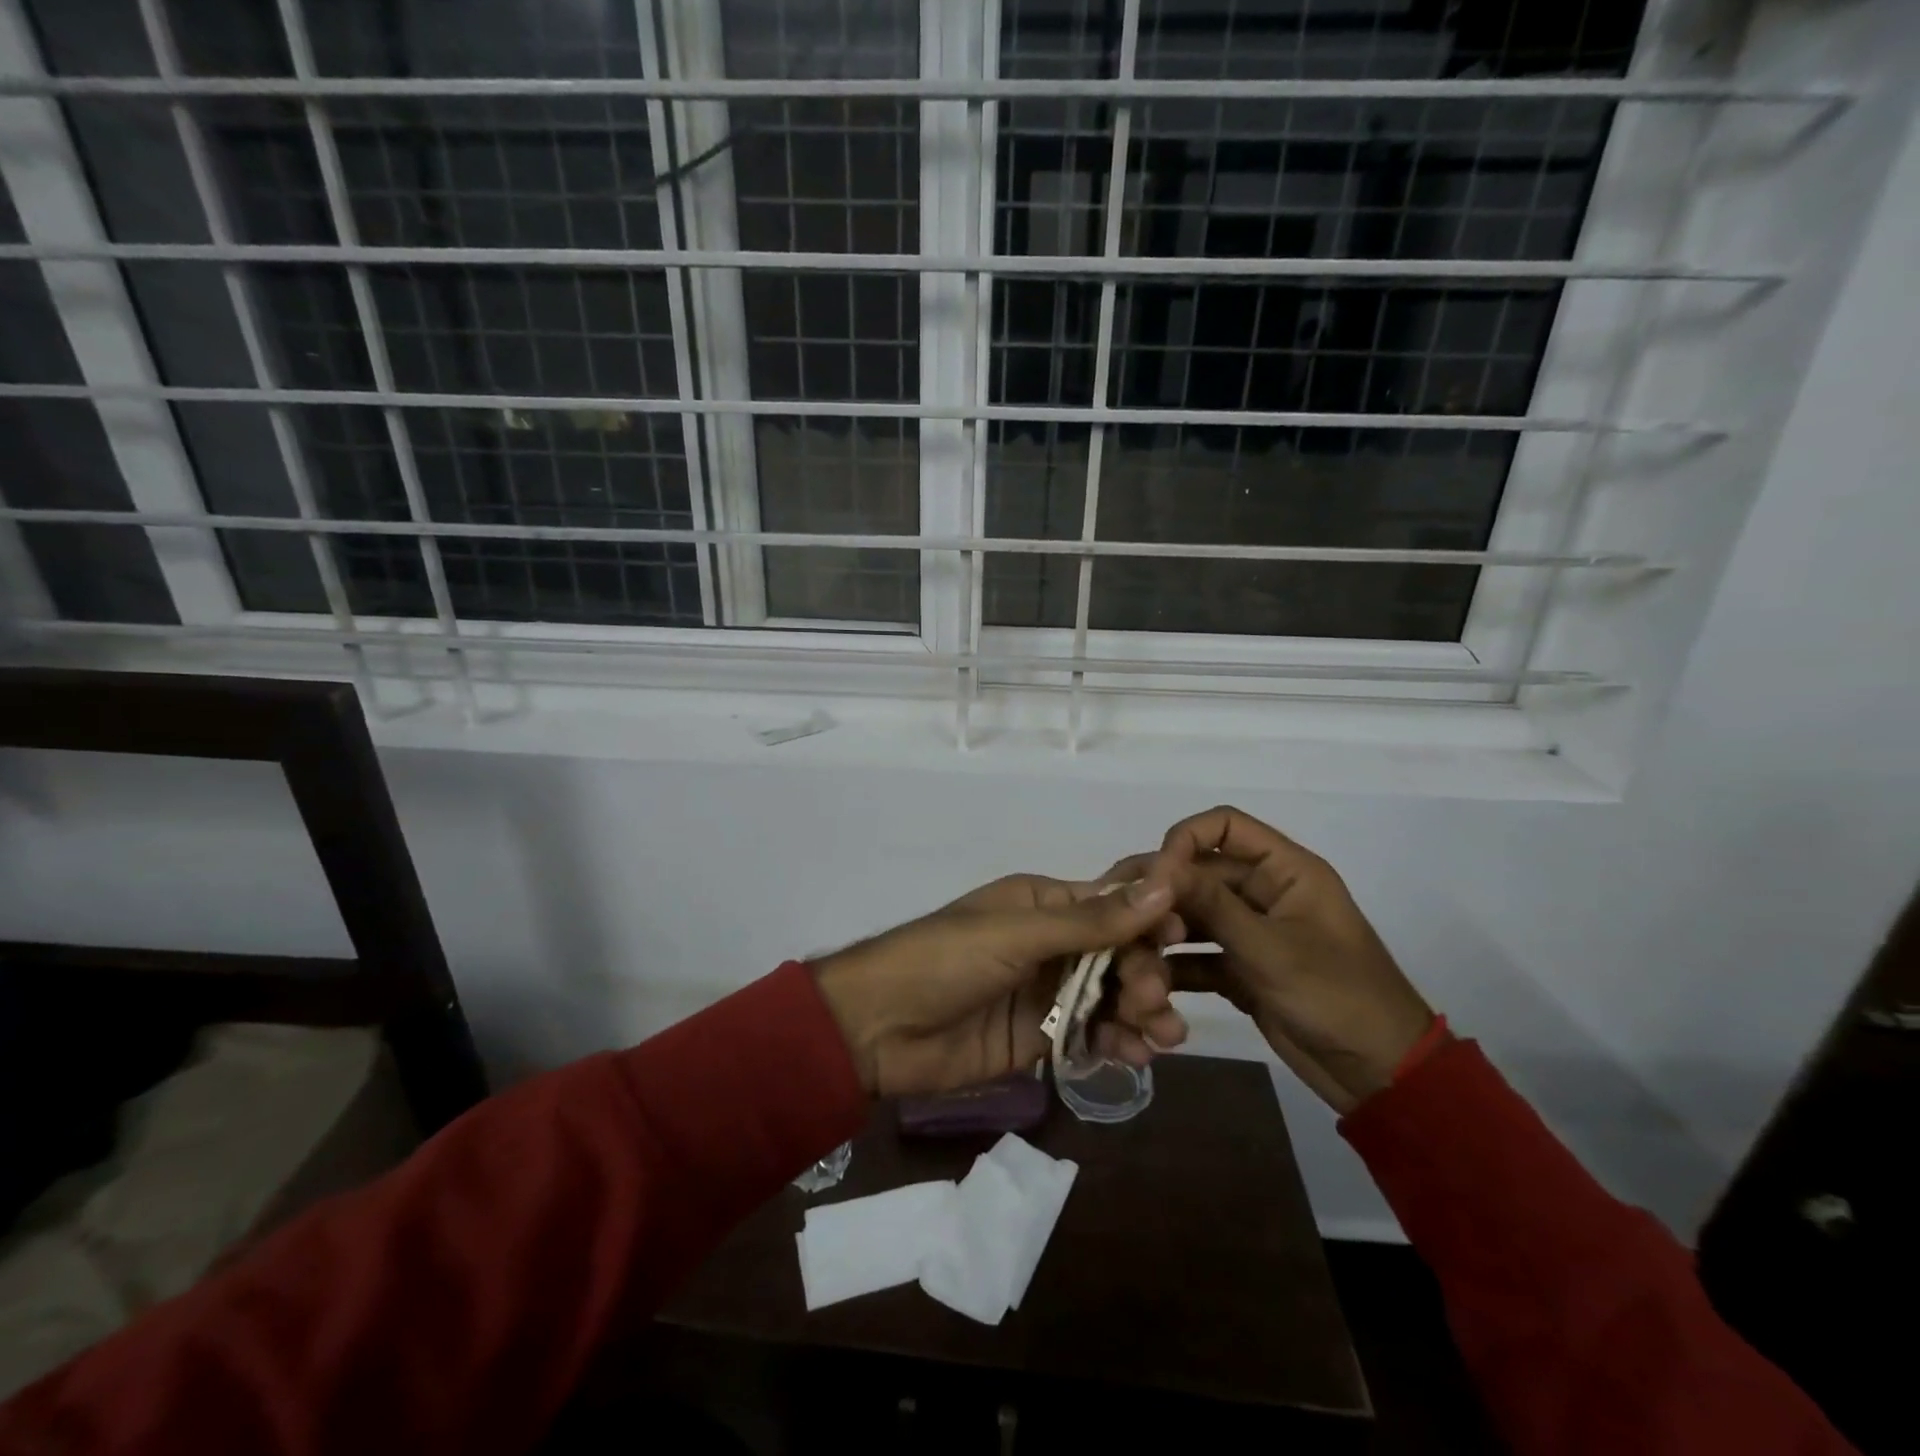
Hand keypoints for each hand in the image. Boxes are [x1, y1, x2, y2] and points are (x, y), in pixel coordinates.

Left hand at [812, 874, 1178, 1098]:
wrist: (879, 1028)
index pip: (1111, 905)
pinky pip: (1091, 1035)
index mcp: (1043, 903)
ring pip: (1111, 996)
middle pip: (1119, 954)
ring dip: (1141, 1012)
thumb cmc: (944, 960)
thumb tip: (1164, 886)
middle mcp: (1051, 943)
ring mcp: (1046, 992)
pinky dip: (1116, 1042)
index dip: (1148, 921)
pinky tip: (1134, 1056)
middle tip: (1154, 1003)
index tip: (1180, 942)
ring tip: (1162, 1037)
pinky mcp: (1040, 1037)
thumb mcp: (1016, 935)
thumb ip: (1090, 921)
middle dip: (1145, 974)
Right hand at [1103, 807, 1435, 1113]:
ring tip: (1133, 961)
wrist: (1380, 1076)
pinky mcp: (1240, 969)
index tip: (1155, 877)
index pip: (1224, 826)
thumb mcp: (1271, 949)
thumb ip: (1212, 905)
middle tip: (1120, 918)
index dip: (1184, 840)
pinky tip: (1149, 987)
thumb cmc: (1337, 997)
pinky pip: (1196, 955)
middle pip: (1198, 874)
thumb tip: (1155, 868)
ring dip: (1162, 935)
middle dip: (1161, 895)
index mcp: (1285, 870)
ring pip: (1192, 916)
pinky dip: (1174, 968)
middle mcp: (1263, 893)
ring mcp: (1250, 932)